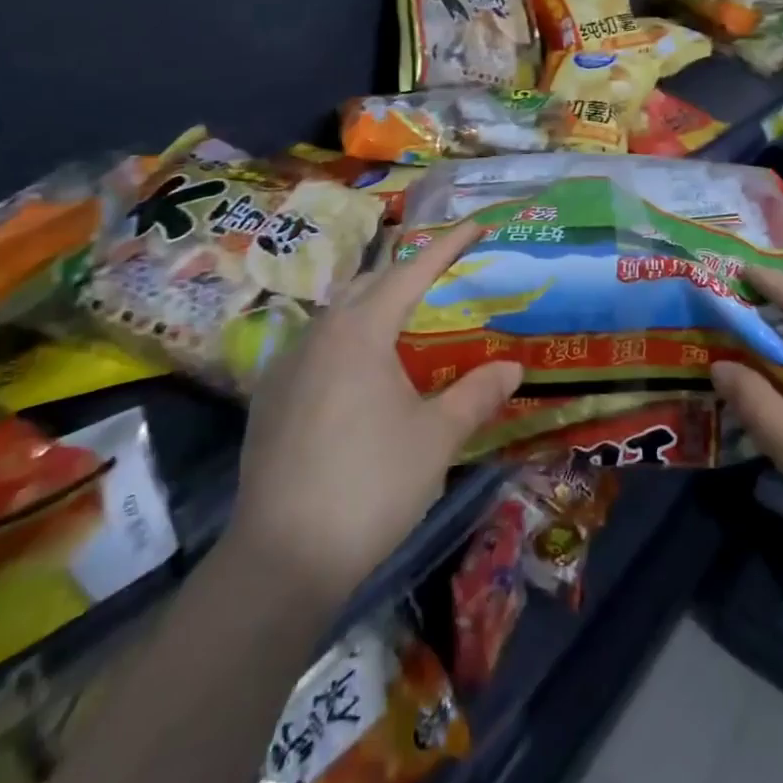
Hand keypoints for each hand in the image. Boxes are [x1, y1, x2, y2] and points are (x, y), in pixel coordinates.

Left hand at [223, 222, 522, 608]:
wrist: (281, 559)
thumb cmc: (370, 485)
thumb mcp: (436, 439)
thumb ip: (476, 394)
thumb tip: (514, 367)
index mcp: (361, 331)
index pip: (412, 271)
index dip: (447, 245)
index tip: (476, 224)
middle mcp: (319, 333)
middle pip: (368, 283)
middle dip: (406, 271)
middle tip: (444, 274)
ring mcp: (287, 364)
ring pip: (337, 314)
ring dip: (373, 305)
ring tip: (405, 321)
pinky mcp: (268, 398)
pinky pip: (315, 347)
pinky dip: (346, 340)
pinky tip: (359, 373)